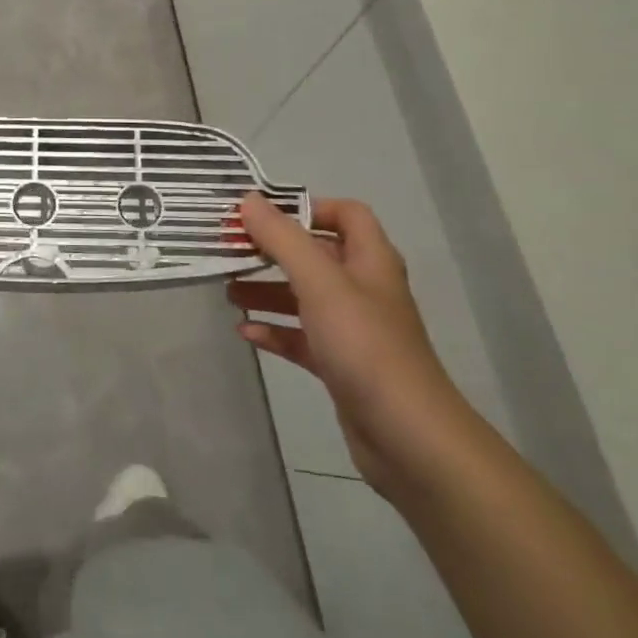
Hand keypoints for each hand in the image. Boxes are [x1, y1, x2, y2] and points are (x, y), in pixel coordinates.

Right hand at [227, 194, 478, 499]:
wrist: (408, 437)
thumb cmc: (364, 345)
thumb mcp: (319, 282)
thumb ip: (282, 239)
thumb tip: (248, 200)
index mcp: (370, 260)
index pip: (346, 214)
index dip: (308, 207)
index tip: (264, 215)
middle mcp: (363, 289)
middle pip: (316, 255)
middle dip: (274, 251)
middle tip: (232, 249)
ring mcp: (353, 330)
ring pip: (304, 297)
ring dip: (268, 291)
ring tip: (229, 291)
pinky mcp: (341, 365)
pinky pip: (302, 337)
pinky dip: (275, 331)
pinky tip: (245, 332)